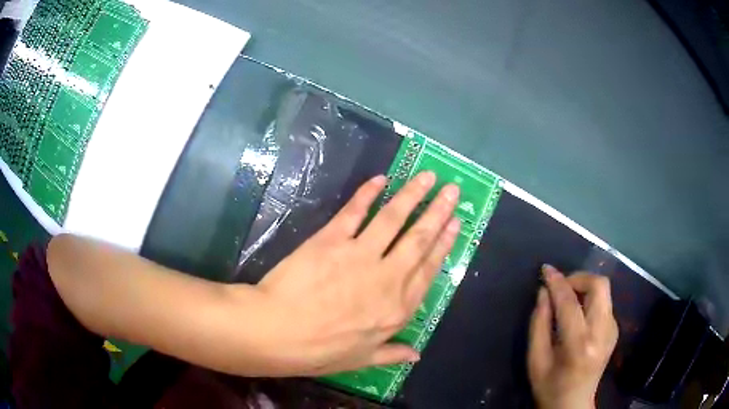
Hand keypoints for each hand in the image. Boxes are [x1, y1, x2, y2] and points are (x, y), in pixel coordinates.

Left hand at [251, 172, 460, 375]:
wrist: (278, 332)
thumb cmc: (319, 351)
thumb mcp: (361, 360)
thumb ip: (392, 354)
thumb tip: (417, 355)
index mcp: (397, 308)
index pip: (429, 270)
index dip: (445, 244)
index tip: (456, 223)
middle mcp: (387, 277)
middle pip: (419, 238)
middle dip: (439, 211)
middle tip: (452, 189)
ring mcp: (360, 255)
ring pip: (394, 218)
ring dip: (413, 194)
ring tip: (427, 176)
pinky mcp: (332, 239)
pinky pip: (355, 211)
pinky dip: (368, 193)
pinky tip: (381, 179)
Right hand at [528, 266, 618, 408]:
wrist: (573, 404)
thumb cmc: (549, 387)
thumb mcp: (535, 360)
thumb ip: (539, 324)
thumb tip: (543, 292)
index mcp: (579, 345)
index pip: (570, 303)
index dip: (557, 282)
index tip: (545, 270)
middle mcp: (602, 333)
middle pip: (599, 285)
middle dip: (578, 278)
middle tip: (560, 287)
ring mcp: (612, 330)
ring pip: (604, 290)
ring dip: (584, 287)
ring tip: (567, 299)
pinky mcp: (615, 330)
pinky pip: (604, 302)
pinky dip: (590, 299)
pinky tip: (577, 314)